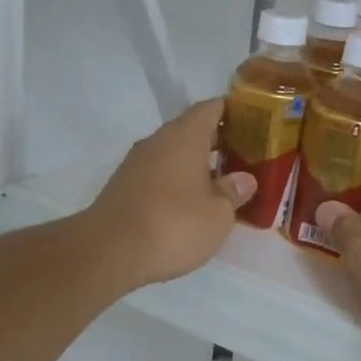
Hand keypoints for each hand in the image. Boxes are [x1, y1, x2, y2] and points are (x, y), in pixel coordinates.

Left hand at [84, 99, 254, 288]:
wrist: (109, 252)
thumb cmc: (174, 225)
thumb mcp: (218, 214)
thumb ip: (233, 192)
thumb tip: (244, 179)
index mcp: (185, 136)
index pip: (211, 108)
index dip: (233, 110)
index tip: (252, 119)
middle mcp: (158, 142)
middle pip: (191, 130)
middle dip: (217, 141)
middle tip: (245, 156)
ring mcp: (136, 164)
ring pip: (173, 154)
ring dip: (196, 164)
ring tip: (221, 183)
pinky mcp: (124, 188)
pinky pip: (159, 175)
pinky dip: (177, 182)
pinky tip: (191, 203)